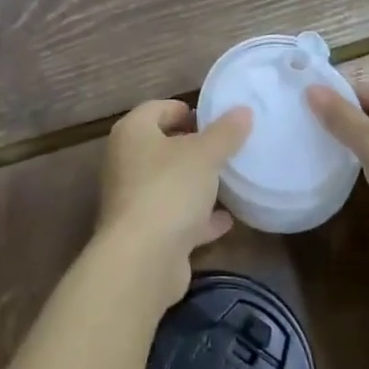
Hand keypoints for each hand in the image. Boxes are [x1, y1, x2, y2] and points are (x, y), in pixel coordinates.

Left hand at [98, 99, 252, 307]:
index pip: (156, 108)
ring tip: (228, 180)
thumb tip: (243, 110)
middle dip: (192, 147)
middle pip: (161, 146)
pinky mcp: (144, 234)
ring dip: (195, 184)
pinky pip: (174, 217)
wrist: (143, 260)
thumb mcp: (204, 154)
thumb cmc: (169, 189)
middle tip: (224, 148)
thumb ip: (225, 132)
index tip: (214, 118)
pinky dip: (197, 218)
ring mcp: (132, 200)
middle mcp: (125, 162)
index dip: (185, 109)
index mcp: (132, 133)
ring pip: (168, 183)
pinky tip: (226, 221)